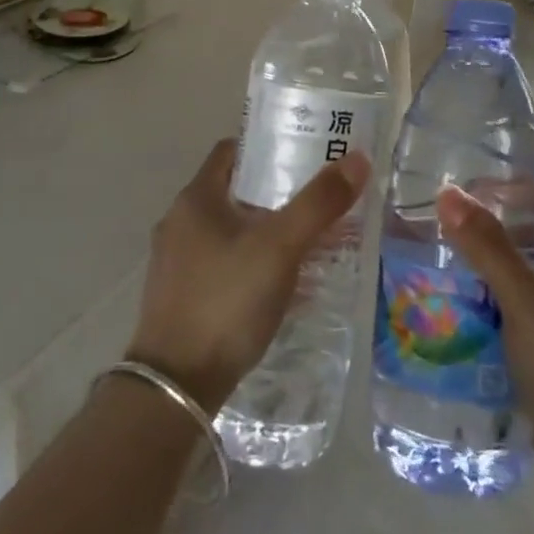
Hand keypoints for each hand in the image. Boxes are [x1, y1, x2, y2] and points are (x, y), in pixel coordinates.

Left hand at [127, 139, 371, 413]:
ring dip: (265, 231)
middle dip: (276, 193)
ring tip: (309, 241)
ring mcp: (176, 262)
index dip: (268, 146)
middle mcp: (180, 222)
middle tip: (318, 198)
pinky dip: (252, 263)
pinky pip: (223, 264)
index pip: (233, 151)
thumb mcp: (280, 247)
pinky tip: (281, 284)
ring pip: (230, 230)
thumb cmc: (226, 301)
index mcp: (196, 198)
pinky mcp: (180, 297)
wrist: (175, 388)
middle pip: (234, 191)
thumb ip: (319, 203)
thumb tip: (357, 158)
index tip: (305, 152)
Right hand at [437, 187, 533, 487]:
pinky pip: (504, 308)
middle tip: (431, 230)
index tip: (456, 192)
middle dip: (477, 231)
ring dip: (474, 268)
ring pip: (508, 274)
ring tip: (430, 266)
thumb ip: (486, 245)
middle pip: (518, 235)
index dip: (499, 188)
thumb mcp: (523, 297)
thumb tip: (447, 192)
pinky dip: (479, 303)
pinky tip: (449, 310)